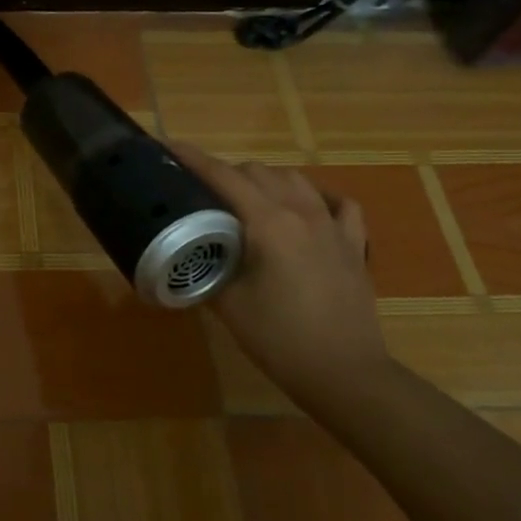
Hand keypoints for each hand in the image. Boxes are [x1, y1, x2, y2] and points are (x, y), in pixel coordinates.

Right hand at [170, 141, 390, 404]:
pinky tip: (305, 210)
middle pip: (257, 172)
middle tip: (202, 193)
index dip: (192, 159)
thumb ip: (207, 266)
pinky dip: (316, 198)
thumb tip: (190, 251)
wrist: (345, 374)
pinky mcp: (353, 245)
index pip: (223, 177)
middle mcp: (302, 212)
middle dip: (226, 173)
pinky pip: (337, 204)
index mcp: (268, 223)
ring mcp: (332, 226)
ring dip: (265, 181)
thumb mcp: (228, 303)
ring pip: (294, 179)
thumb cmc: (279, 339)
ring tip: (246, 200)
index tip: (167, 146)